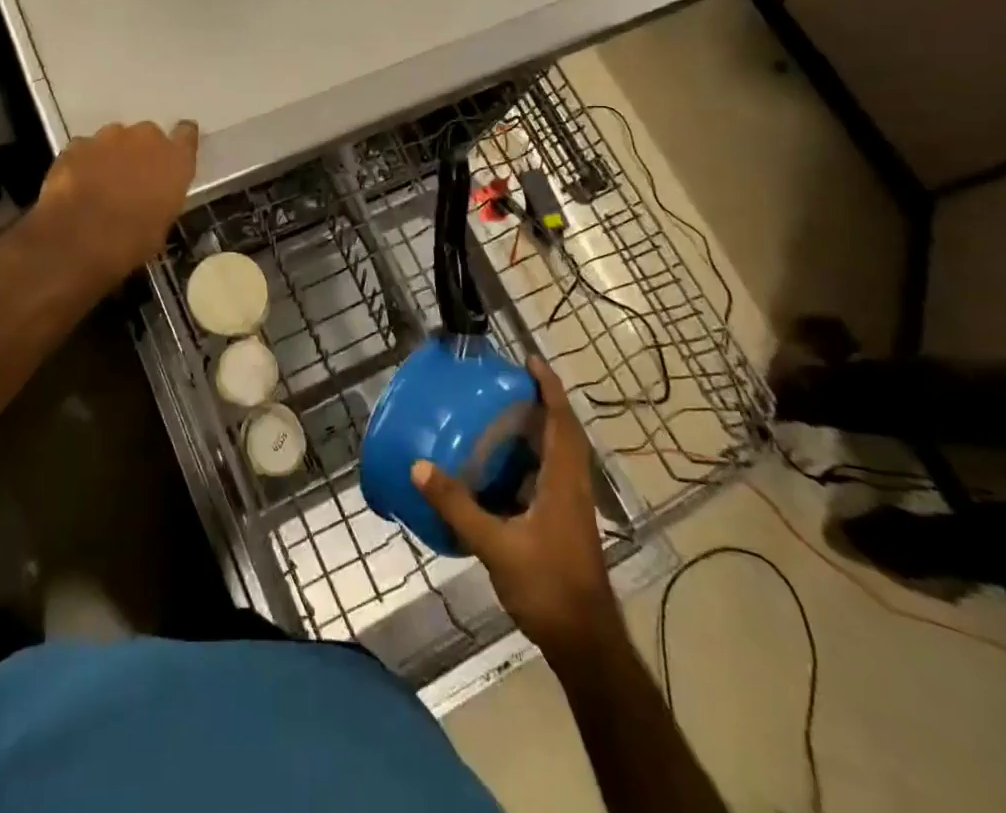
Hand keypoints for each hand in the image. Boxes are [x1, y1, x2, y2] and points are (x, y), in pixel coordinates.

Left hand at [32, 120, 198, 284]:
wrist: (79, 239)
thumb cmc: (132, 241)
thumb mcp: (161, 225)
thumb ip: (162, 198)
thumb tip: (152, 199)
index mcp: (175, 159)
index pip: (186, 134)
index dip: (180, 141)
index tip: (174, 153)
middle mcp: (146, 138)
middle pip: (147, 135)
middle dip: (140, 152)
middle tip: (132, 178)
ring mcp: (108, 137)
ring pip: (114, 139)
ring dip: (112, 155)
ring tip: (101, 183)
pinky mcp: (77, 144)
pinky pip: (85, 149)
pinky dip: (84, 162)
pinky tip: (77, 185)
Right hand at [412, 356, 617, 657]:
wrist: (585, 643)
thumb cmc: (548, 586)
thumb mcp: (496, 545)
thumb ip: (458, 506)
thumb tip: (420, 466)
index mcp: (564, 481)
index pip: (562, 421)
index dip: (550, 388)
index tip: (530, 361)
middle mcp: (572, 487)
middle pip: (563, 432)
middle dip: (541, 403)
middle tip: (505, 383)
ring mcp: (571, 508)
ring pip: (557, 456)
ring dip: (535, 431)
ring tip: (498, 416)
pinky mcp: (564, 525)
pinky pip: (548, 478)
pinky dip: (527, 461)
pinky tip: (497, 470)